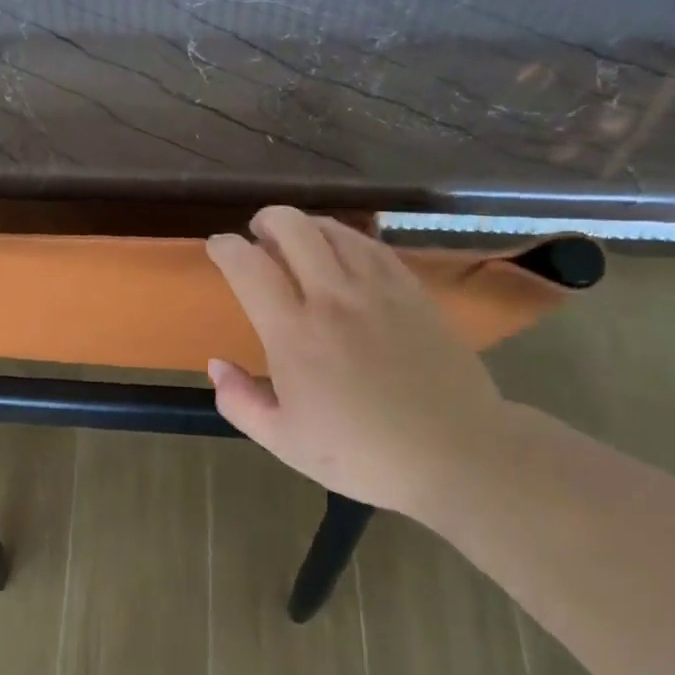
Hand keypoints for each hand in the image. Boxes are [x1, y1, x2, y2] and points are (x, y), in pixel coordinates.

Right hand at [205, 207, 516, 516]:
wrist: (457, 454)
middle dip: (268, 219)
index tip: (218, 247)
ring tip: (298, 238)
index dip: (226, 248)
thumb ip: (240, 401)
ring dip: (307, 225)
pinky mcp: (413, 292)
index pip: (249, 267)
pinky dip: (347, 238)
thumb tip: (216, 365)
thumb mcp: (285, 441)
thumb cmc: (363, 454)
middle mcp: (333, 299)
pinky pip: (373, 246)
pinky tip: (344, 251)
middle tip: (259, 232)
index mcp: (294, 334)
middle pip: (294, 229)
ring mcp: (378, 290)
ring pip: (335, 230)